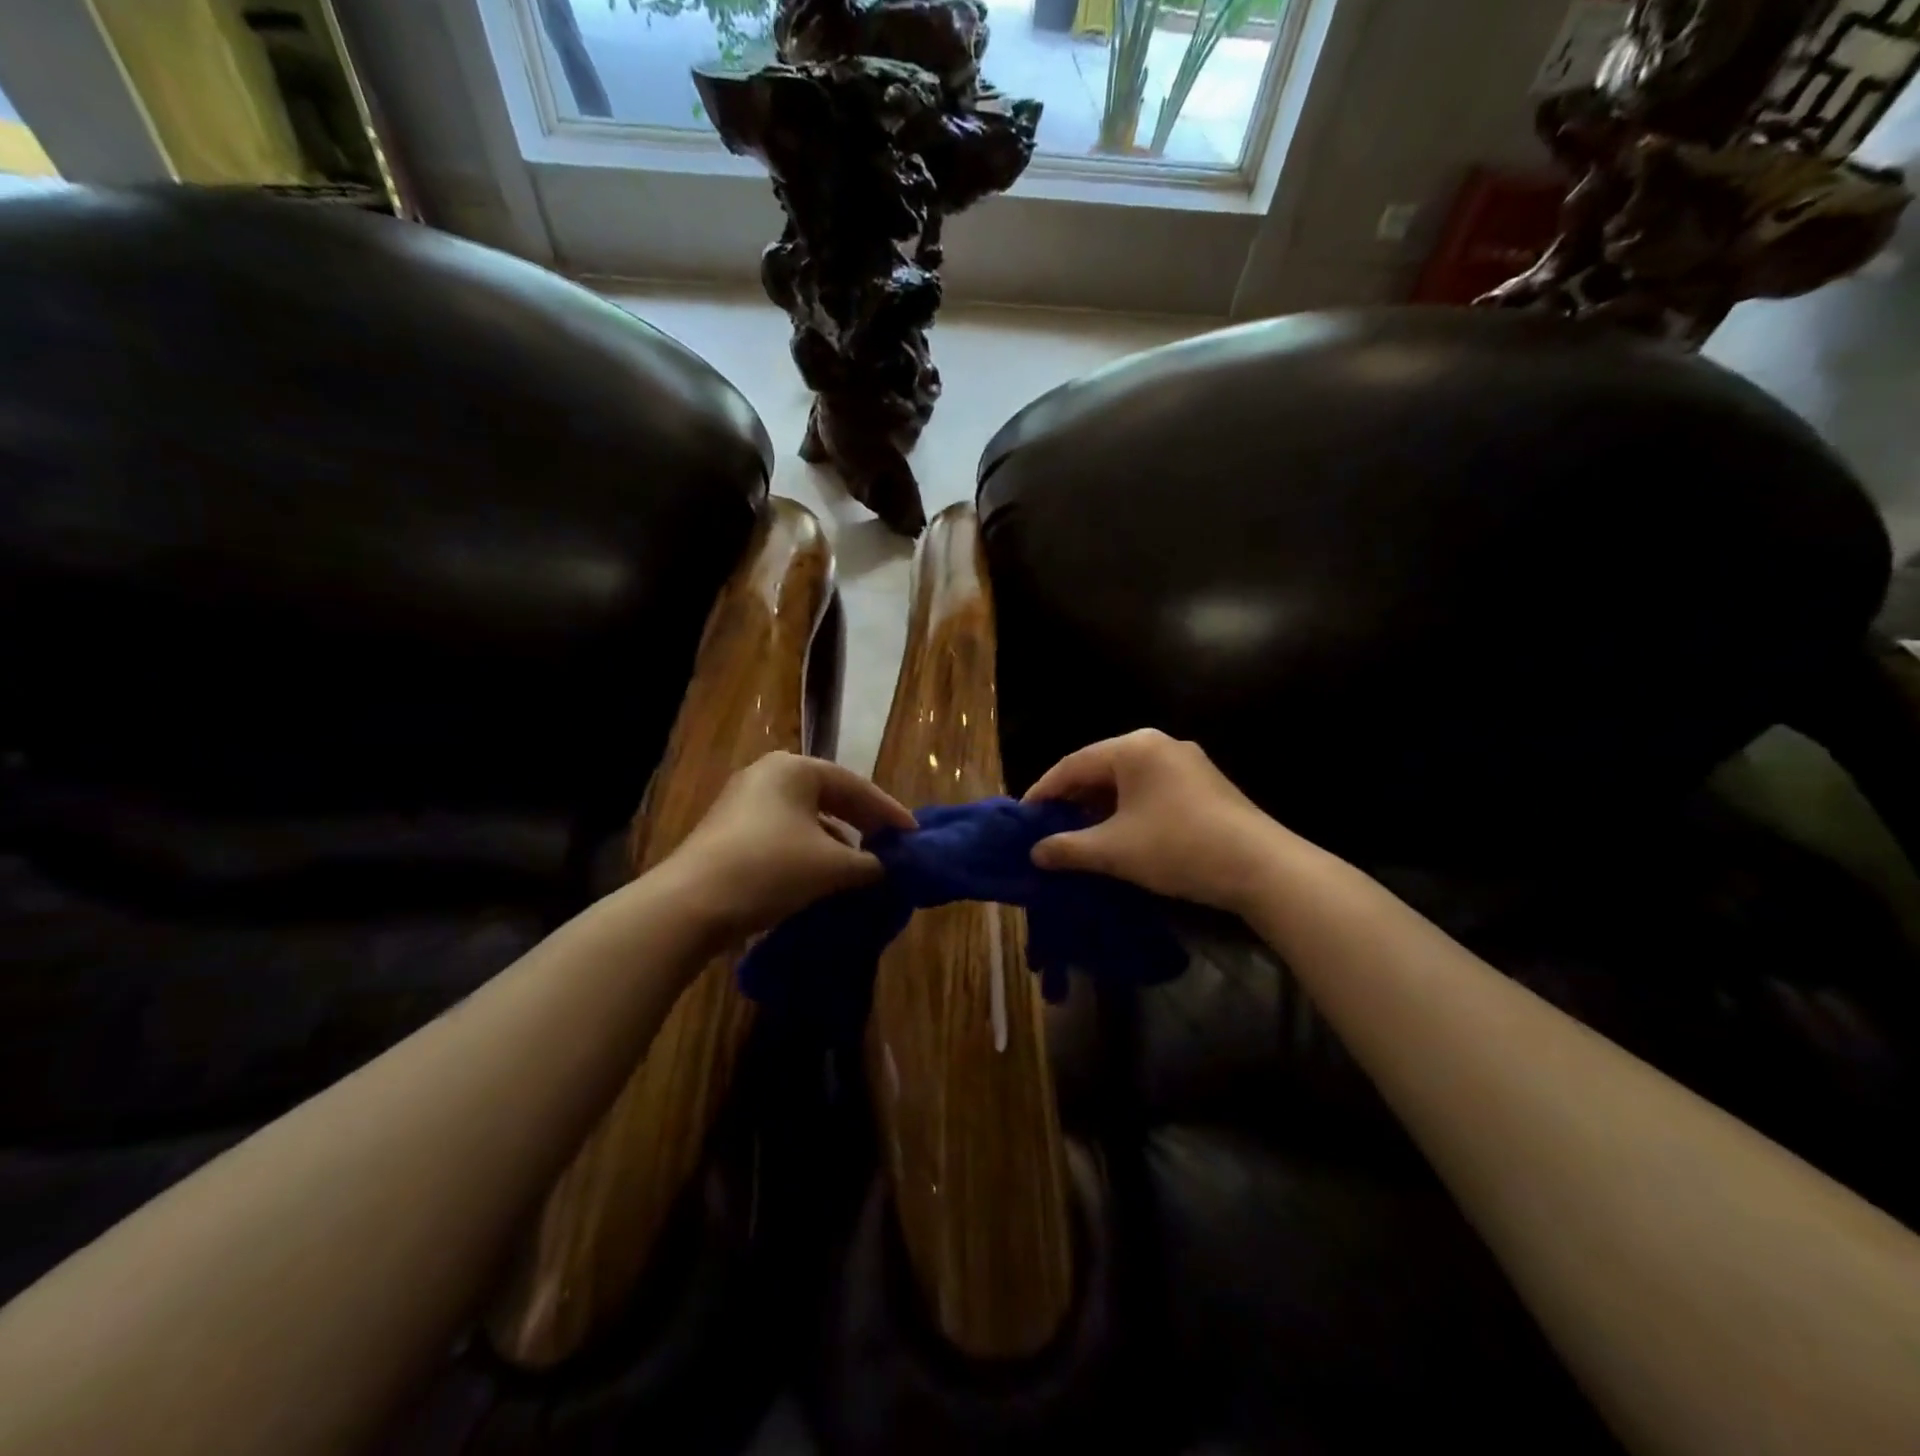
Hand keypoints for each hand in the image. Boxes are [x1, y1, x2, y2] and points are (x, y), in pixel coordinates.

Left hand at [663, 752, 915, 941]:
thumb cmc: (770, 869)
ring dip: (837, 841)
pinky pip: (784, 835)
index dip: (888, 812)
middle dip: (863, 823)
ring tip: (862, 866)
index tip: (913, 836)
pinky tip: (823, 877)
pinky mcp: (729, 833)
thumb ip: (870, 863)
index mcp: (794, 769)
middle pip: (830, 797)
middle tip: (892, 846)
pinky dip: (810, 852)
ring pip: (806, 818)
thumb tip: (888, 867)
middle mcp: (767, 776)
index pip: (855, 785)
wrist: (689, 905)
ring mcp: (743, 803)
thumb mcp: (831, 866)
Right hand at [1024, 730, 1292, 915]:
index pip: (1073, 764)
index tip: (1023, 818)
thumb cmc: (1178, 847)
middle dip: (1071, 800)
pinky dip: (1126, 809)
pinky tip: (1118, 834)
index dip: (1043, 792)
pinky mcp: (1203, 783)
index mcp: (1133, 748)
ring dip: (1099, 806)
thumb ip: (1068, 847)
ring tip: (1077, 835)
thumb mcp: (1115, 850)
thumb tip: (1036, 852)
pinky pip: (1150, 789)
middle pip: (1100, 768)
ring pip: (1126, 780)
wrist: (1261, 867)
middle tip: (1047, 828)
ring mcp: (1185, 762)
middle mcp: (1158, 744)